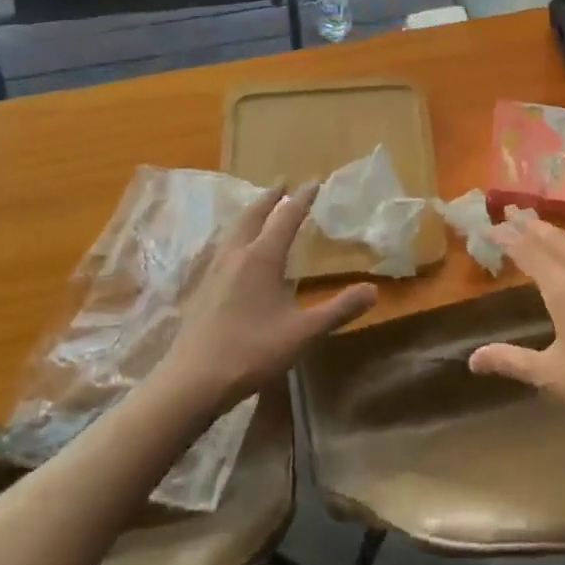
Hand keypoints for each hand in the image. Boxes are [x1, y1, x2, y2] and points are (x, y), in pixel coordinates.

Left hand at [161, 185, 377, 408]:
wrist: (191, 382)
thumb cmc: (251, 352)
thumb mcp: (303, 333)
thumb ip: (338, 310)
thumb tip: (373, 290)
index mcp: (261, 258)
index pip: (286, 217)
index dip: (302, 199)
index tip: (314, 182)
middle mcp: (236, 255)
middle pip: (253, 216)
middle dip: (270, 198)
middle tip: (282, 184)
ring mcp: (214, 271)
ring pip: (233, 230)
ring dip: (250, 214)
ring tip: (259, 211)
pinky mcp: (202, 289)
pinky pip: (222, 248)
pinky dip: (236, 236)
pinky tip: (236, 253)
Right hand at [466, 218, 564, 436]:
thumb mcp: (549, 375)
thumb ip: (511, 361)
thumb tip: (473, 360)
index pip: (530, 252)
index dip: (507, 238)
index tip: (488, 227)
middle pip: (556, 241)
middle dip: (532, 226)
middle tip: (513, 212)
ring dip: (557, 234)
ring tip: (542, 229)